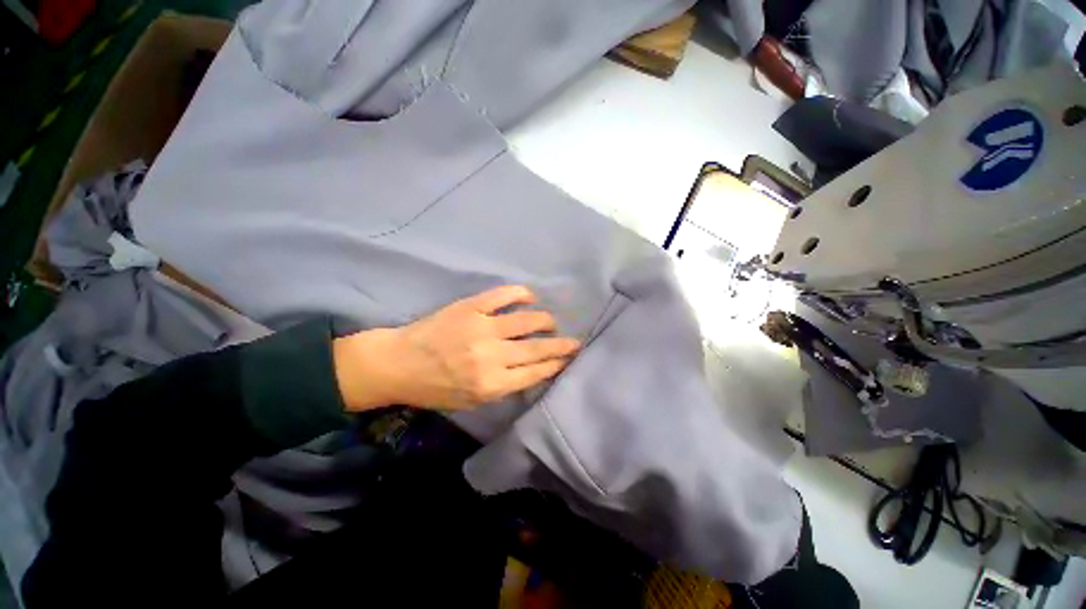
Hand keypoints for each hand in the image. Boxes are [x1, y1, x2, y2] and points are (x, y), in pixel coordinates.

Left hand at [333, 286, 580, 411]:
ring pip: (527, 320)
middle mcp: (492, 357)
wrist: (398, 363)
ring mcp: (482, 328)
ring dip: (545, 320)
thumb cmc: (435, 388)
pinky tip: (530, 297)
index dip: (556, 364)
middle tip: (575, 341)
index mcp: (492, 385)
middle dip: (561, 345)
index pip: (536, 372)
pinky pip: (503, 295)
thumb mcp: (472, 401)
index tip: (569, 359)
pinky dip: (521, 293)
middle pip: (537, 348)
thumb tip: (532, 371)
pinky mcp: (471, 307)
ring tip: (551, 322)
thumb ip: (504, 388)